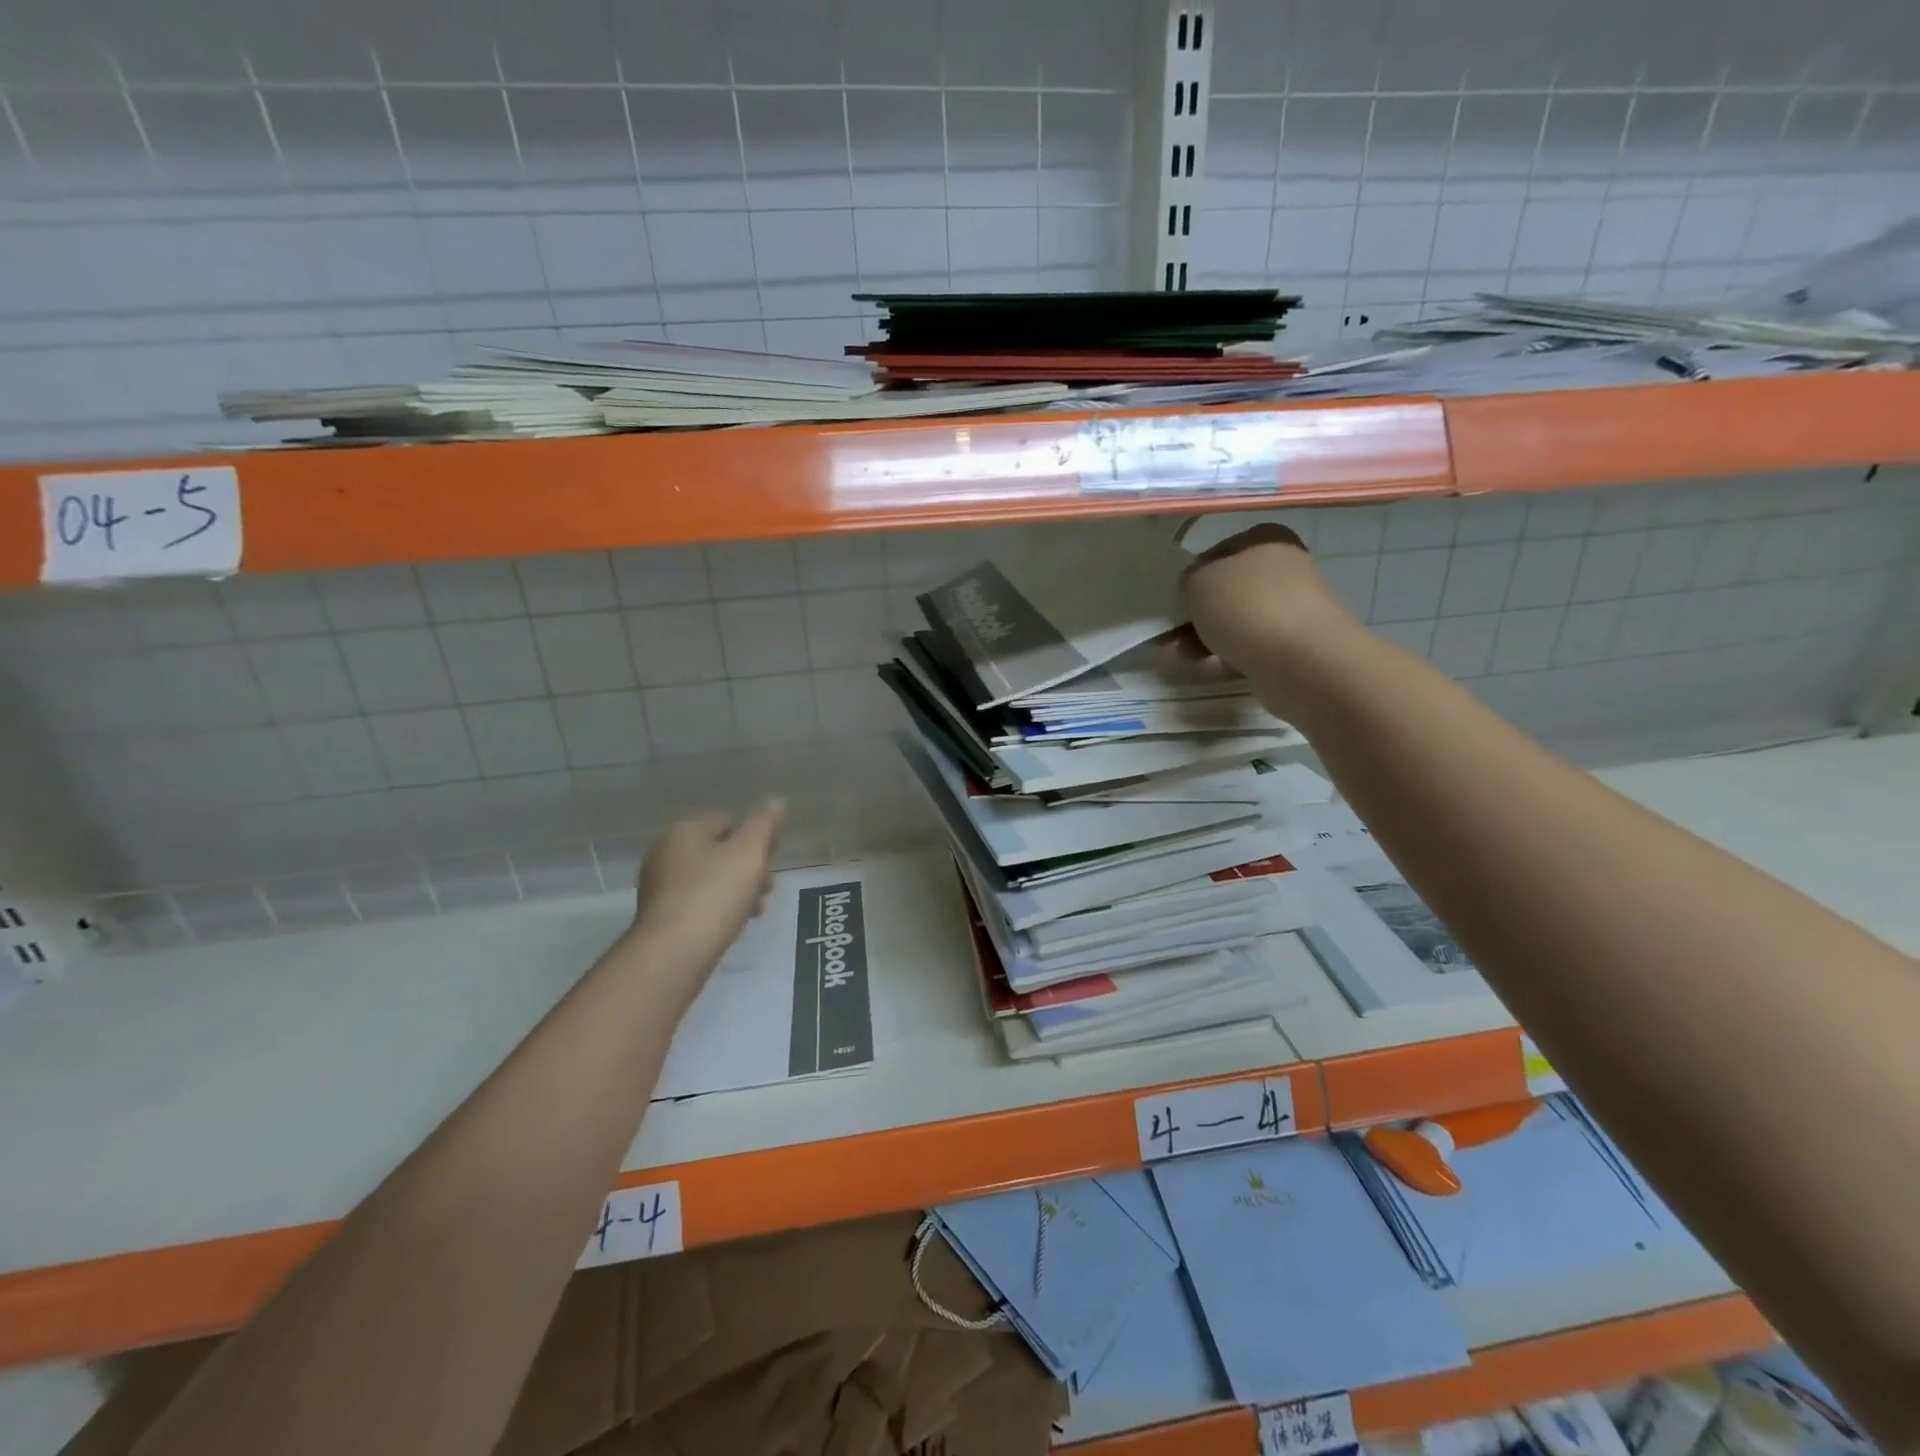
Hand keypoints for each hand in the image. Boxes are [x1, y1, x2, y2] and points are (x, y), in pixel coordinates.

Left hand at [628, 801, 784, 981]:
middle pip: (718, 851)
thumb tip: (776, 801)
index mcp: (685, 830)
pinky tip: (734, 924)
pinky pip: (697, 902)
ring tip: (756, 910)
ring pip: (709, 878)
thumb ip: (764, 825)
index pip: (727, 820)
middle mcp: (665, 852)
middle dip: (747, 867)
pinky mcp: (659, 916)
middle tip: (768, 888)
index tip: (773, 860)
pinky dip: (717, 908)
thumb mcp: (749, 853)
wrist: (673, 952)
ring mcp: (659, 885)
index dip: (755, 837)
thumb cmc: (715, 894)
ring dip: (736, 889)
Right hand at [1180, 523, 1361, 676]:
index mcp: (1265, 540)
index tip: (1173, 601)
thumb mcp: (1198, 581)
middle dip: (1194, 617)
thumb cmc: (1247, 607)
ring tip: (1184, 658)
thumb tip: (1194, 590)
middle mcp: (1282, 570)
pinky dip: (1225, 659)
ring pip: (1233, 623)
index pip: (1216, 553)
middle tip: (1170, 637)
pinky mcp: (1290, 646)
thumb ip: (1188, 579)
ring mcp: (1289, 610)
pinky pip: (1247, 649)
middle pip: (1224, 593)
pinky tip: (1208, 670)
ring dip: (1203, 641)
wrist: (1301, 661)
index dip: (1190, 577)